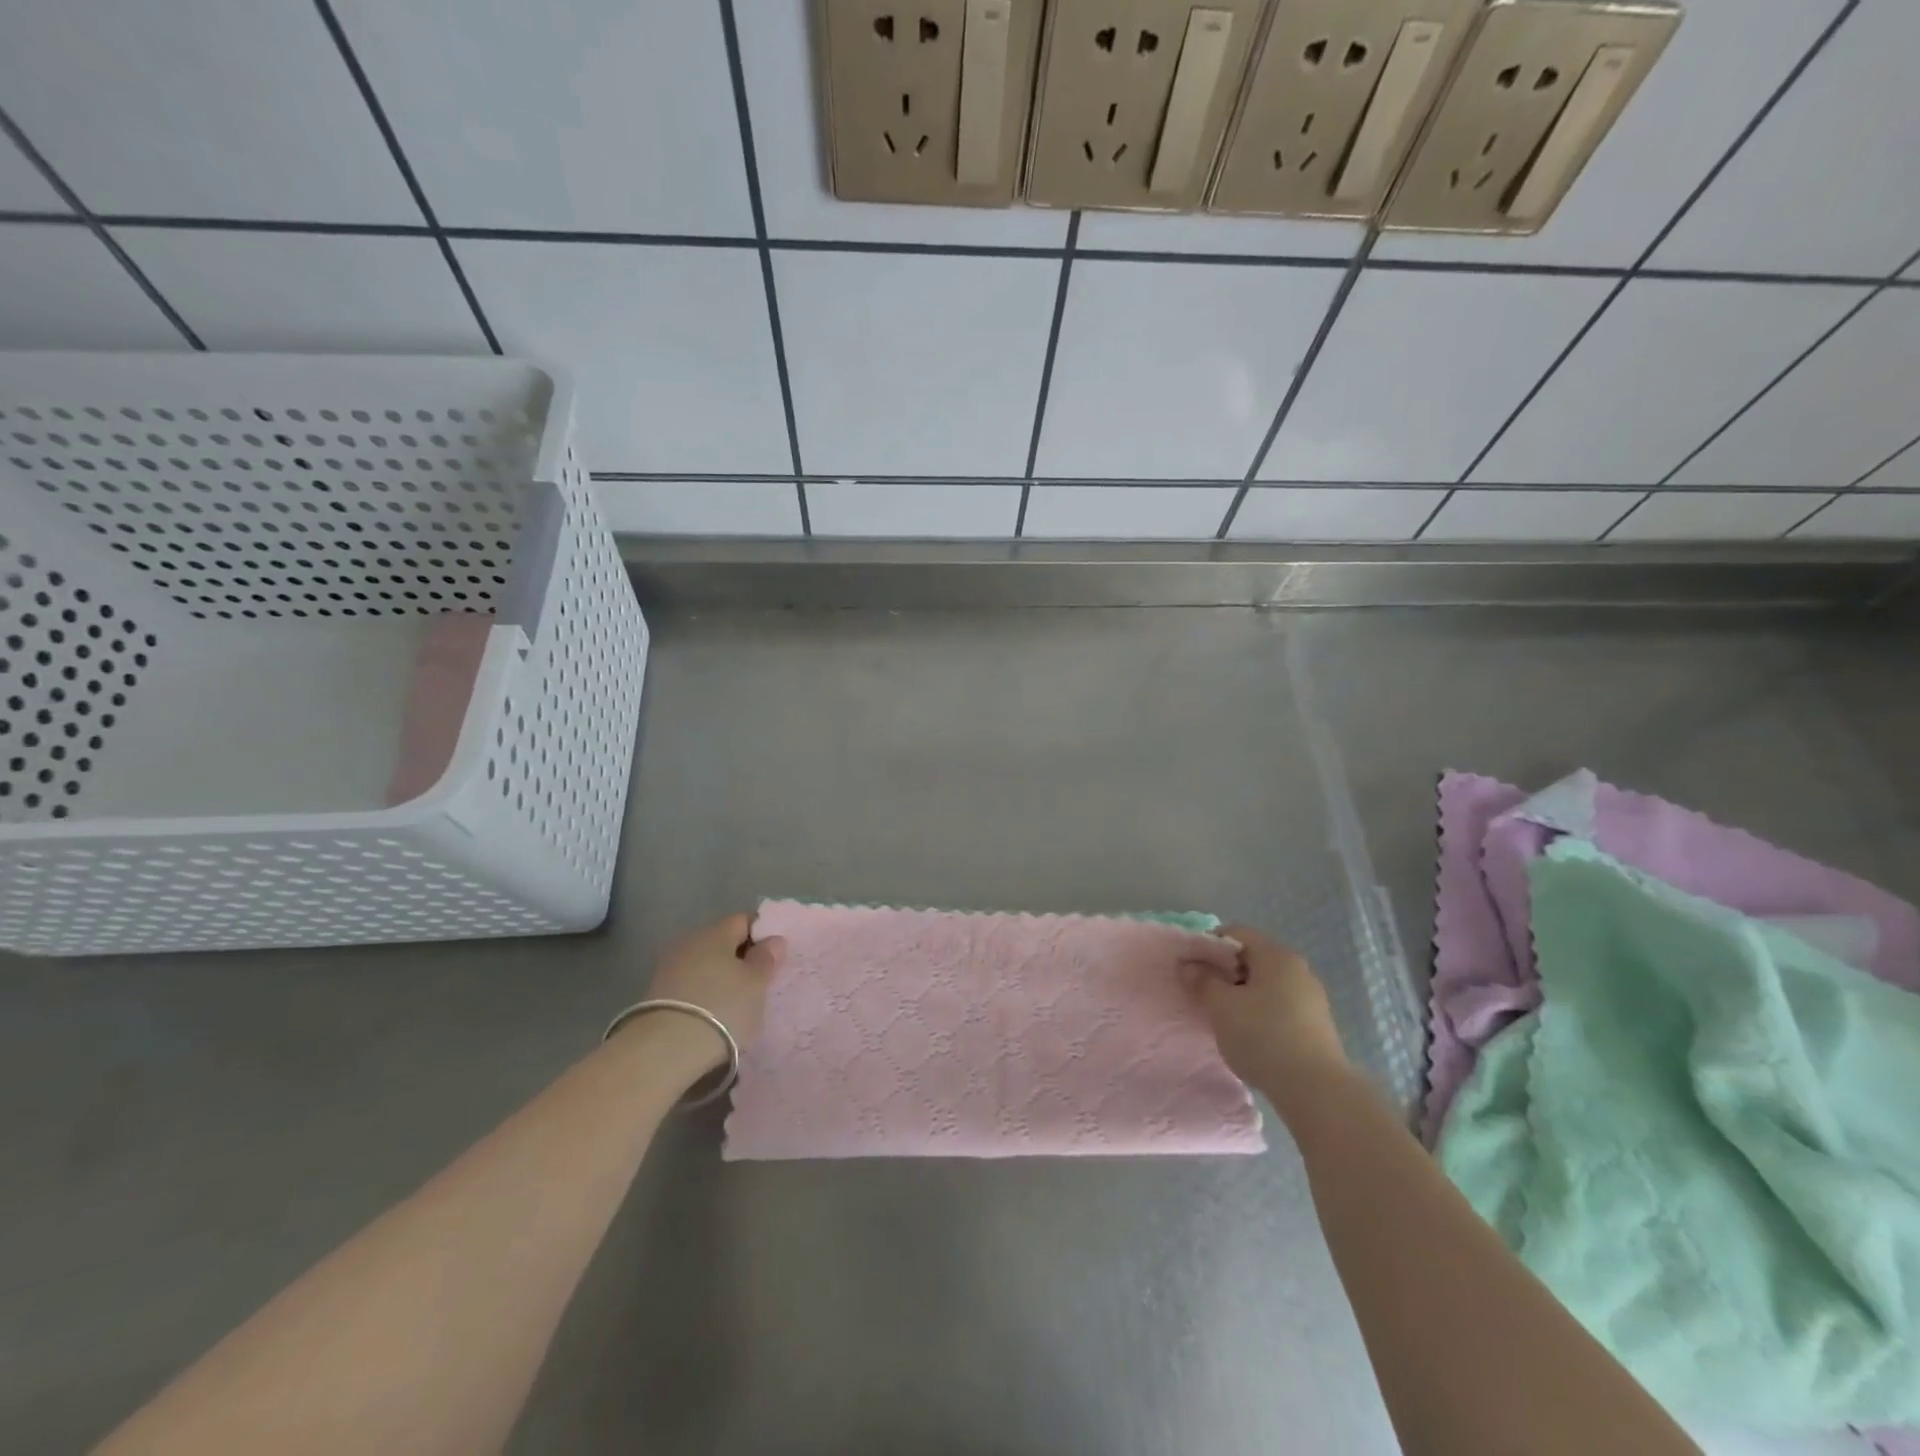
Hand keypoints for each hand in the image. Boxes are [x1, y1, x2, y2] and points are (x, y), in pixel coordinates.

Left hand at [642, 913, 787, 1067]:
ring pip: (704, 964)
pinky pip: (689, 984)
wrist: (665, 1050)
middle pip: (721, 941)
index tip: (773, 957)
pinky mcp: (656, 995)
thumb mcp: (756, 983)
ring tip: (736, 1002)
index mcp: (715, 932)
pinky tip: (712, 1014)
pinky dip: (703, 993)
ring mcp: (669, 968)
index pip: (743, 920)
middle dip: (740, 957)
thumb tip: (773, 940)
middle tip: (758, 982)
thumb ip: (767, 958)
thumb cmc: (722, 1007)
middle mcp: (689, 942)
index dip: (761, 934)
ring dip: (720, 977)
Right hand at [1189, 924, 1350, 1115]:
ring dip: (1242, 995)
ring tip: (1225, 1019)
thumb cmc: (1262, 1036)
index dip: (1208, 946)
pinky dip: (1260, 1013)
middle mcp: (1297, 969)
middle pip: (1252, 958)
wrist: (1316, 1090)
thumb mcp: (1220, 1006)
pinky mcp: (1317, 1025)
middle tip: (1205, 995)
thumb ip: (1201, 981)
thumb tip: (1190, 966)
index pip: (1235, 933)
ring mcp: (1311, 997)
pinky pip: (1280, 1006)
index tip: (1193, 970)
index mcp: (1276, 955)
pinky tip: (1250, 1037)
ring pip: (1266, 984)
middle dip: (1224, 973)